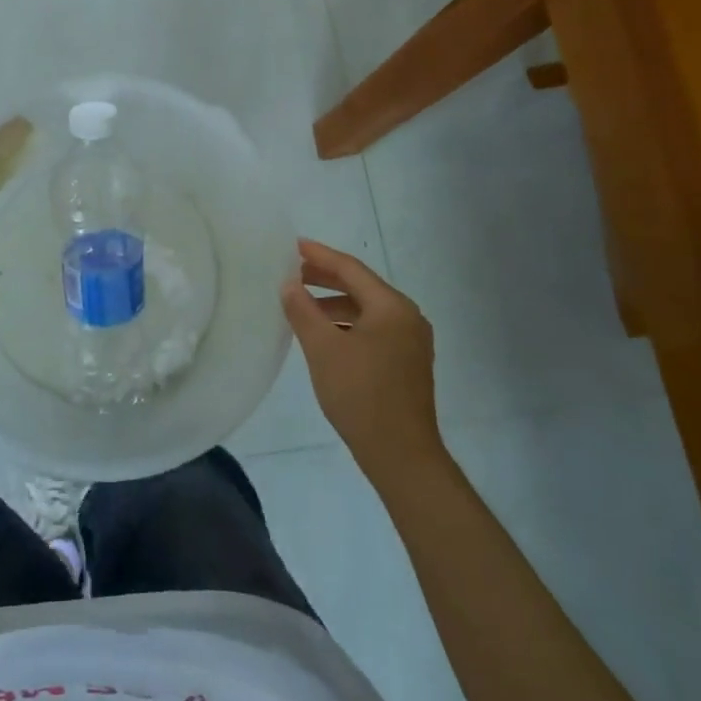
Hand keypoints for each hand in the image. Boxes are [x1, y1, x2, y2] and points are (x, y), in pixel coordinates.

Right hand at [282, 238, 441, 478]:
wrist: (401, 455)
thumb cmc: (361, 395)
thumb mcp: (323, 349)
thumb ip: (303, 311)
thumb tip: (289, 284)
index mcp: (392, 307)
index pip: (351, 269)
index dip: (320, 256)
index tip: (294, 245)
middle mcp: (407, 317)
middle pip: (361, 287)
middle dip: (326, 278)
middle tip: (293, 272)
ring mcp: (411, 342)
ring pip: (367, 310)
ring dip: (335, 303)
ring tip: (303, 304)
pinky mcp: (407, 363)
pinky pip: (373, 329)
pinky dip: (347, 324)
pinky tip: (325, 334)